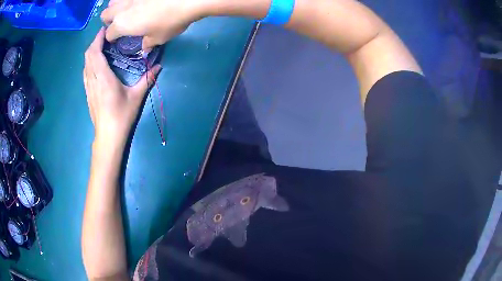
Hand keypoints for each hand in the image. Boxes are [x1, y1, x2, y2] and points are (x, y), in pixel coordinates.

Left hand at [83, 28, 160, 146]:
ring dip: (91, 52)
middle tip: (105, 36)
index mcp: (103, 78)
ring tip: (101, 47)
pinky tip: (96, 63)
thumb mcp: (136, 97)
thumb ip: (147, 80)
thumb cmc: (121, 116)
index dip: (97, 40)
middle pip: (88, 56)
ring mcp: (88, 87)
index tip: (105, 30)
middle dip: (94, 43)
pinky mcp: (88, 93)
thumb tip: (158, 67)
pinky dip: (89, 63)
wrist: (108, 136)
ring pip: (85, 64)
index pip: (95, 53)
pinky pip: (85, 73)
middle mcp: (93, 80)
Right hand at [101, 0, 202, 49]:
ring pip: (114, 1)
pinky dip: (130, 0)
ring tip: (129, 10)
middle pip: (105, 14)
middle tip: (121, 23)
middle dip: (109, 20)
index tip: (118, 39)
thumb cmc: (169, 21)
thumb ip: (148, 43)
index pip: (109, 33)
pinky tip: (140, 2)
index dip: (112, 38)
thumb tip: (145, 48)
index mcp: (121, 24)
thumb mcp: (159, 38)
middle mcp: (121, 8)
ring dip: (117, 6)